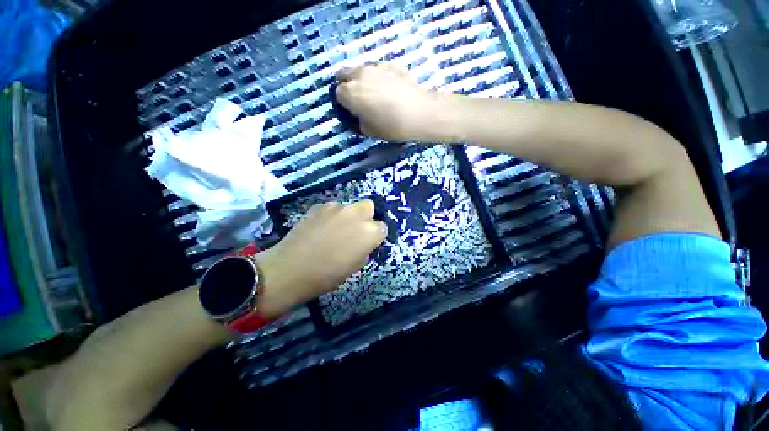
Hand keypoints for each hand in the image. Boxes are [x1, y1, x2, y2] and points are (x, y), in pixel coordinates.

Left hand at [254, 200, 387, 316]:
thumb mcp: (356, 265)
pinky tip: (320, 228)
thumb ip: (365, 247)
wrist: (292, 269)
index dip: (375, 235)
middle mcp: (356, 214)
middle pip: (369, 206)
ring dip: (347, 216)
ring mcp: (336, 208)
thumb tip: (363, 240)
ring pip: (349, 206)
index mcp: (369, 232)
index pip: (382, 227)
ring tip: (333, 230)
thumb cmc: (328, 274)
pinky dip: (330, 216)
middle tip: (354, 230)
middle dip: (366, 217)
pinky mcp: (319, 206)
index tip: (368, 242)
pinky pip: (332, 208)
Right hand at [335, 63, 443, 141]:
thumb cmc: (392, 126)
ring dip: (363, 79)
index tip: (351, 110)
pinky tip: (391, 88)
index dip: (342, 102)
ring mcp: (377, 66)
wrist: (420, 113)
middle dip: (346, 84)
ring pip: (362, 69)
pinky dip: (380, 76)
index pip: (337, 93)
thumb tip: (357, 116)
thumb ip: (358, 122)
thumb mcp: (370, 131)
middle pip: (344, 73)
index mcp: (351, 93)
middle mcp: (360, 75)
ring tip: (376, 93)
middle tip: (358, 98)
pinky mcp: (393, 64)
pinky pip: (379, 68)